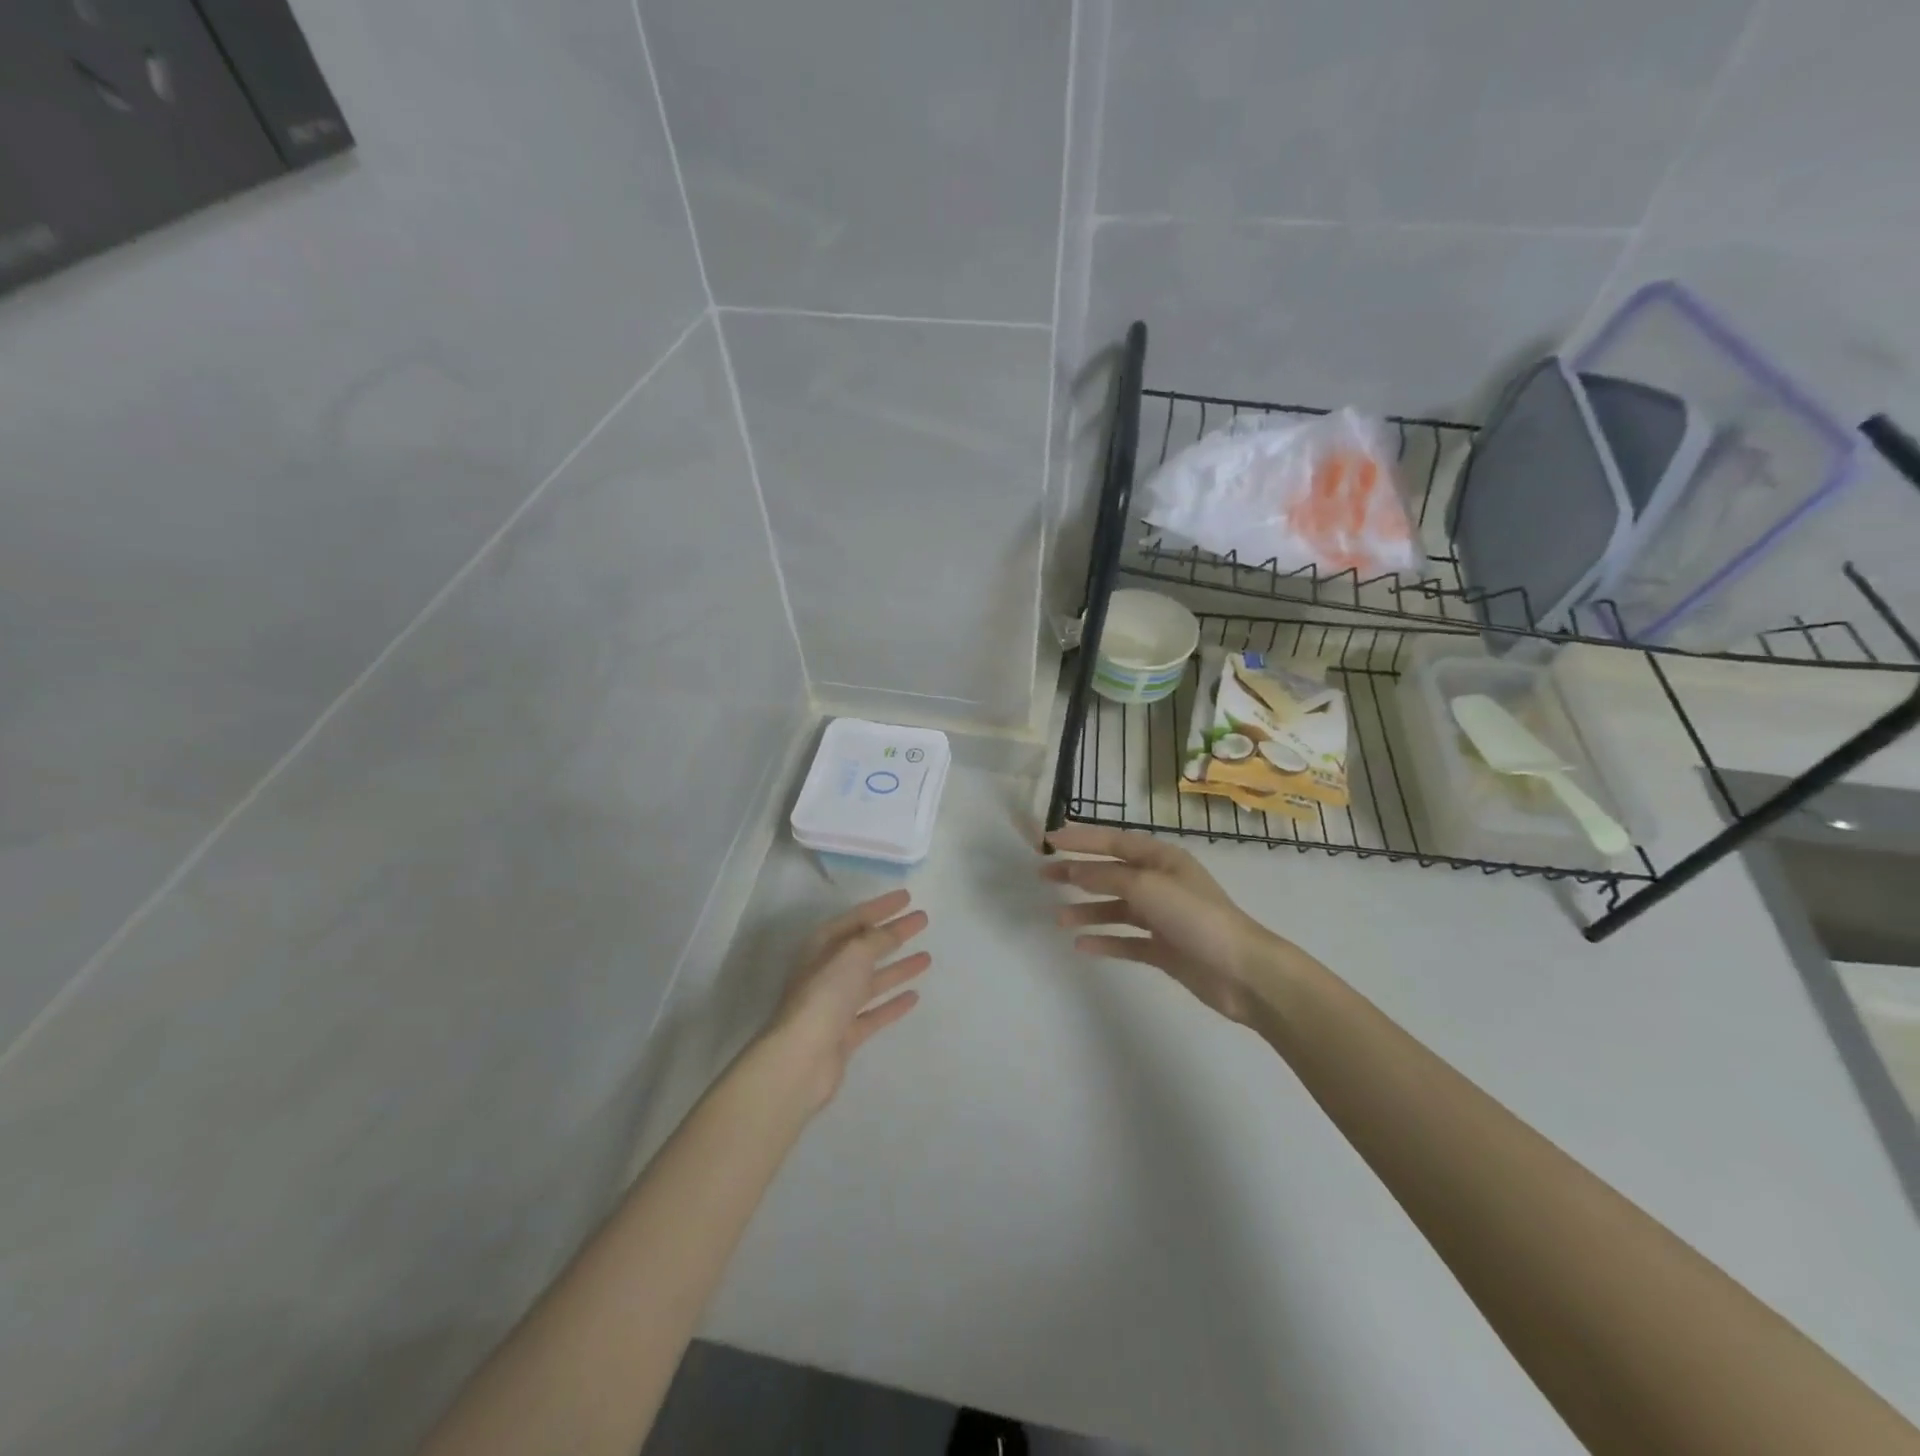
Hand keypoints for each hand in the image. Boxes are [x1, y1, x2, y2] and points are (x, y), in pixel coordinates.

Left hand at [764, 889, 930, 1111]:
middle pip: (866, 947)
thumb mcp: (853, 954)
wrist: (802, 1057)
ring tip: (927, 957)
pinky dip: (892, 1003)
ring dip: (898, 967)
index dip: (882, 906)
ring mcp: (835, 1005)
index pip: (856, 918)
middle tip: (922, 921)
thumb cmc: (825, 995)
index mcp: (823, 946)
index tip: (908, 897)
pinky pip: (873, 1012)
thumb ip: (876, 939)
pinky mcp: (845, 1034)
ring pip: (872, 980)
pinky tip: (914, 996)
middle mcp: (827, 971)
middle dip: (893, 933)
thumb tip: (891, 931)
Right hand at [1041, 824, 1295, 1024]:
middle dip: (1077, 873)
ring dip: (1087, 910)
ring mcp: (1162, 917)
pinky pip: (1126, 940)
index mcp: (1162, 859)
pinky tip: (1082, 946)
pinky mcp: (1164, 948)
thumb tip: (1074, 869)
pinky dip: (1104, 941)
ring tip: (1059, 919)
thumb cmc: (1196, 917)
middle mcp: (1161, 883)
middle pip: (1111, 873)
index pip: (1114, 841)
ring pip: (1116, 908)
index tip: (1048, 839)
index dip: (1081, 838)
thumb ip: (1107, 875)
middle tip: (1043, 876)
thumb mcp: (1147, 887)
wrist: (1242, 972)